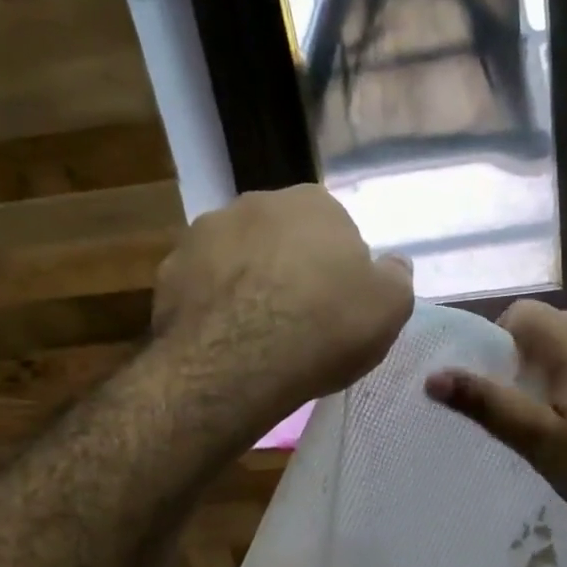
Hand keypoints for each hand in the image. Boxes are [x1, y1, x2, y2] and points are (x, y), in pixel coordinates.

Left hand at [153, 185, 413, 424]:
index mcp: (314, 204)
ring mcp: (205, 232)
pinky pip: (204, 284)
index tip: (339, 305)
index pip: (335, 229)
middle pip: (283, 237)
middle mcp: (256, 202)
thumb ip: (396, 277)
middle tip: (302, 318)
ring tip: (259, 332)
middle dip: (292, 268)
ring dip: (250, 282)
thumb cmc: (326, 329)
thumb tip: (392, 264)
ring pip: (239, 257)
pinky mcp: (170, 269)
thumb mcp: (390, 308)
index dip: (340, 268)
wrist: (239, 364)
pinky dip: (215, 303)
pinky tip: (226, 338)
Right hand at [424, 300, 566, 553]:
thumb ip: (488, 405)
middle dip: (530, 360)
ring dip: (563, 370)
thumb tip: (434, 376)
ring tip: (563, 421)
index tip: (501, 389)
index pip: (522, 314)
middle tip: (528, 411)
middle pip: (553, 326)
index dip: (500, 345)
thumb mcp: (540, 443)